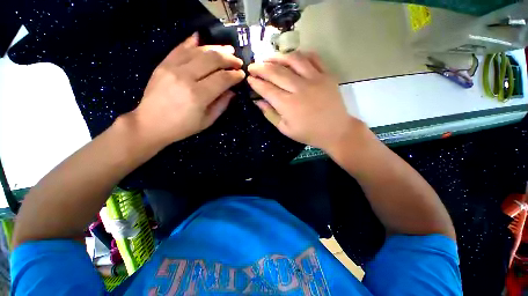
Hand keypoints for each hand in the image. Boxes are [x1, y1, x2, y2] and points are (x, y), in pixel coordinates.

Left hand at [132, 33, 244, 146]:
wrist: (150, 123)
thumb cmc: (182, 126)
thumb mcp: (207, 121)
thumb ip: (222, 104)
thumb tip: (232, 91)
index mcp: (198, 95)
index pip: (222, 78)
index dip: (235, 75)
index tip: (242, 74)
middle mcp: (186, 77)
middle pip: (212, 60)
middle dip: (229, 59)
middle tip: (238, 61)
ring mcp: (172, 68)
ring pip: (198, 51)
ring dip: (216, 48)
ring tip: (227, 49)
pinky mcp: (163, 64)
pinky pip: (180, 48)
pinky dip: (192, 42)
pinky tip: (202, 38)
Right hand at [247, 51, 362, 149]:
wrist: (336, 130)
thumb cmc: (308, 133)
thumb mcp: (285, 129)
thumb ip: (270, 114)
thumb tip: (258, 101)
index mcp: (288, 105)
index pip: (267, 89)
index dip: (256, 83)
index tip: (249, 78)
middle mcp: (299, 88)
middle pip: (276, 72)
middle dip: (261, 68)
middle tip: (253, 66)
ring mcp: (315, 79)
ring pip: (293, 60)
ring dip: (278, 57)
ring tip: (269, 58)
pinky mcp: (327, 75)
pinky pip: (313, 58)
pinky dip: (301, 54)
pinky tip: (293, 56)